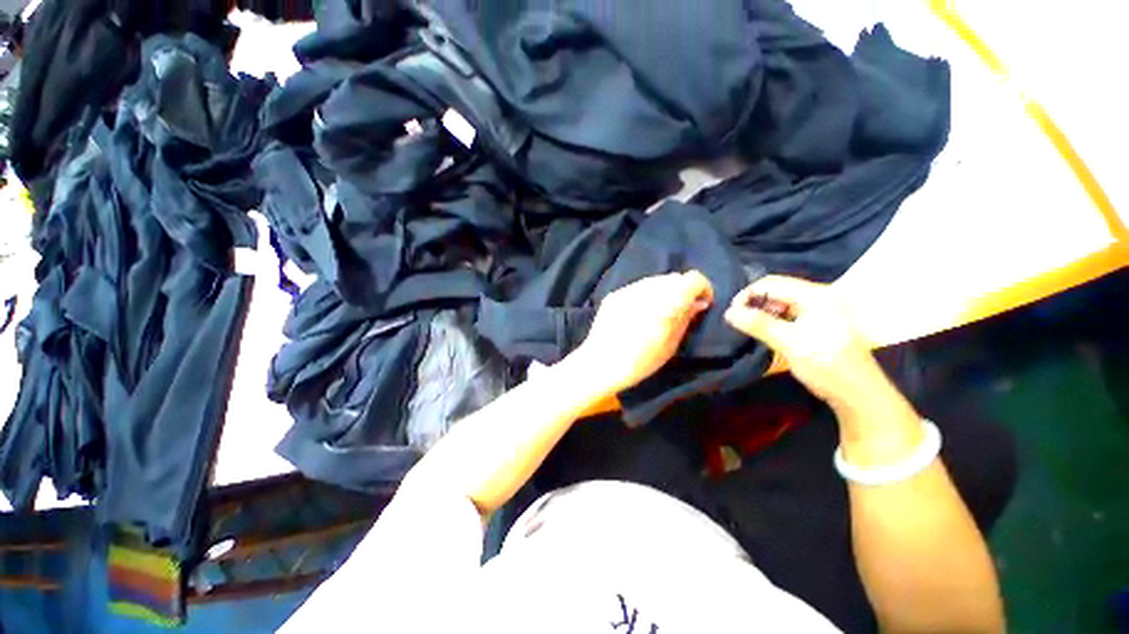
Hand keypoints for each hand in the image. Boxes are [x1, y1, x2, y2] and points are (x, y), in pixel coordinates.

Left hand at [572, 271, 713, 395]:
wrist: (599, 363)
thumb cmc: (639, 362)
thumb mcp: (670, 345)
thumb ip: (686, 319)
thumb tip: (698, 303)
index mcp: (666, 301)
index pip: (693, 278)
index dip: (702, 289)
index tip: (701, 304)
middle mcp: (648, 288)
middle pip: (674, 278)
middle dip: (683, 291)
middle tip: (680, 311)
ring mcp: (628, 289)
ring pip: (655, 281)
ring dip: (663, 292)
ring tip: (658, 313)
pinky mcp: (615, 294)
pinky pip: (637, 288)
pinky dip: (645, 296)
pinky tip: (639, 314)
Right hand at [723, 275, 884, 411]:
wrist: (858, 394)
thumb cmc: (825, 365)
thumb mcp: (789, 343)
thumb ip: (758, 324)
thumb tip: (728, 312)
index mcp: (816, 295)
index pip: (773, 283)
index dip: (748, 294)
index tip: (732, 312)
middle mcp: (820, 296)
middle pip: (778, 290)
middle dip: (755, 302)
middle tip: (738, 320)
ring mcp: (822, 309)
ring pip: (783, 302)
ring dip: (763, 312)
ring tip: (749, 326)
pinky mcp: (820, 323)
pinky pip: (790, 314)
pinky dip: (774, 319)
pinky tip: (766, 331)